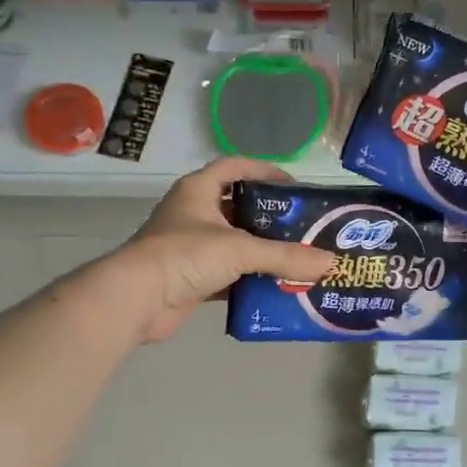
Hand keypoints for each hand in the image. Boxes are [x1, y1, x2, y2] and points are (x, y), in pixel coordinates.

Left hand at [88, 157, 336, 343]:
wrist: (136, 299)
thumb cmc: (184, 255)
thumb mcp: (240, 250)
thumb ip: (285, 256)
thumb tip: (330, 262)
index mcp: (198, 190)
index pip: (235, 167)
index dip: (264, 171)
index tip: (294, 186)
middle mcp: (193, 212)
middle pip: (238, 206)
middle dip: (270, 216)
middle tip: (303, 226)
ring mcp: (190, 246)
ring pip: (234, 242)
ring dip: (261, 249)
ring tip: (297, 256)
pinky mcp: (191, 276)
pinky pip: (228, 272)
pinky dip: (249, 278)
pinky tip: (275, 285)